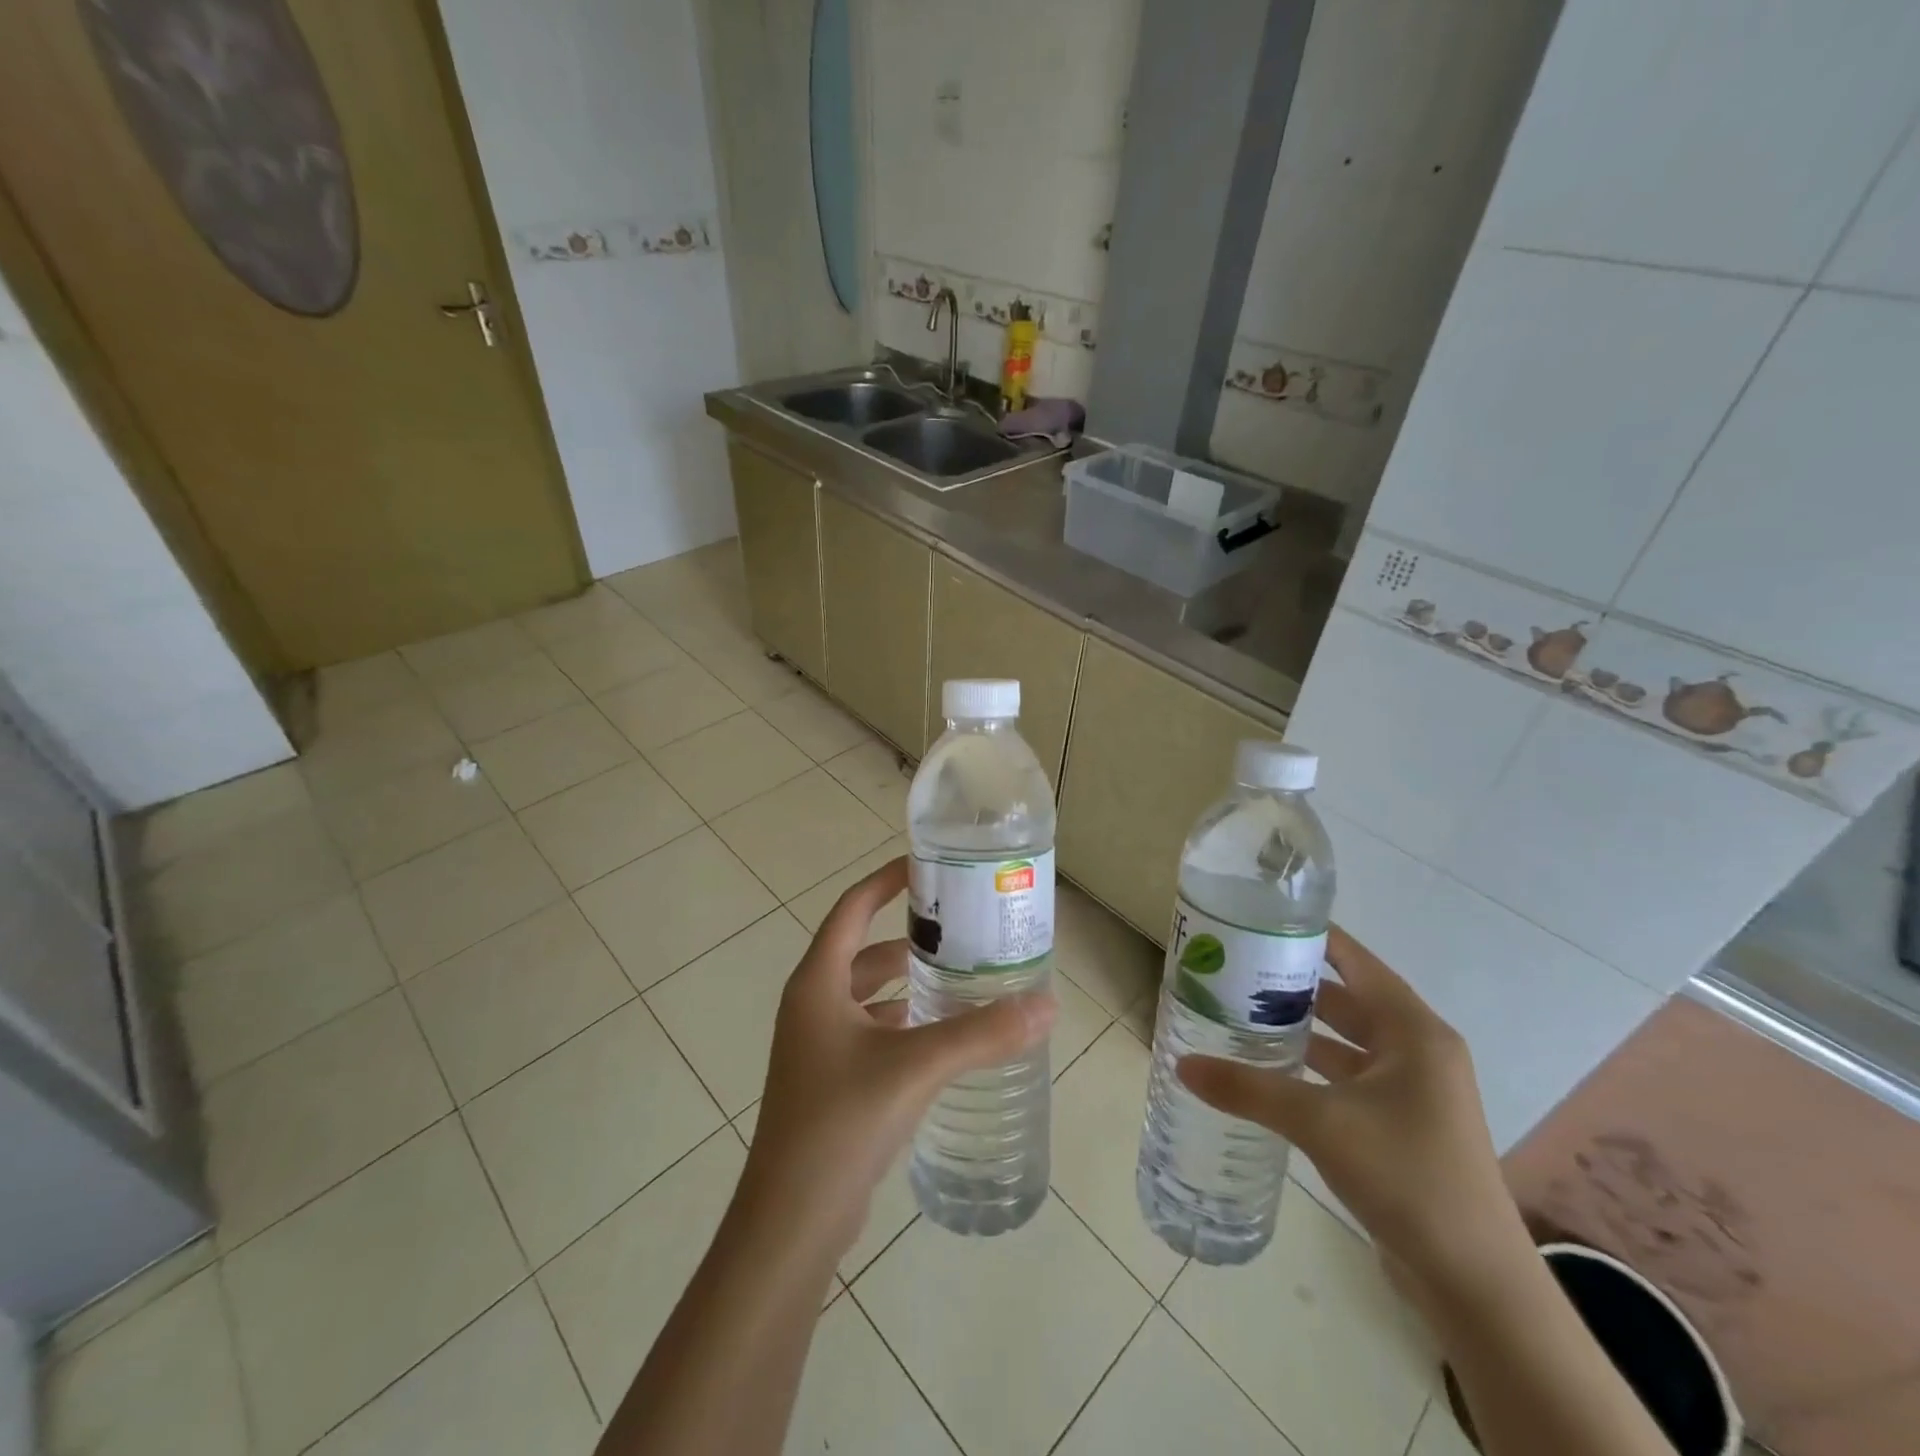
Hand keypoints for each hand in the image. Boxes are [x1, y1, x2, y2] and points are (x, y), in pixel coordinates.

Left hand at [739, 856, 1055, 1253]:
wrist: (790, 1220)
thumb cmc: (841, 1122)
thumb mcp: (915, 1067)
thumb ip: (981, 1035)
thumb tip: (1046, 1005)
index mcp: (818, 983)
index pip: (852, 908)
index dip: (885, 881)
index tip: (925, 866)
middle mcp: (812, 1005)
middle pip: (864, 951)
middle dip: (908, 937)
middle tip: (961, 929)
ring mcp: (818, 1046)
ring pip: (869, 995)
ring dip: (908, 983)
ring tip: (961, 977)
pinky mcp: (830, 1081)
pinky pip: (871, 1031)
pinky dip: (903, 1022)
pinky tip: (941, 1036)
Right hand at [1177, 926, 1523, 1296]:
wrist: (1474, 1282)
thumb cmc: (1407, 1176)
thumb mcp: (1320, 1122)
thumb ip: (1248, 1088)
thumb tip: (1183, 1064)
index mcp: (1413, 1031)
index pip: (1354, 960)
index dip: (1310, 936)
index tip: (1256, 921)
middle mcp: (1416, 1050)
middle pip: (1345, 998)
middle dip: (1292, 984)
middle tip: (1232, 971)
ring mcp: (1411, 1090)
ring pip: (1344, 1040)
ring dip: (1299, 1028)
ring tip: (1238, 1014)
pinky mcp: (1400, 1124)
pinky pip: (1346, 1077)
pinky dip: (1310, 1068)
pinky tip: (1268, 1071)